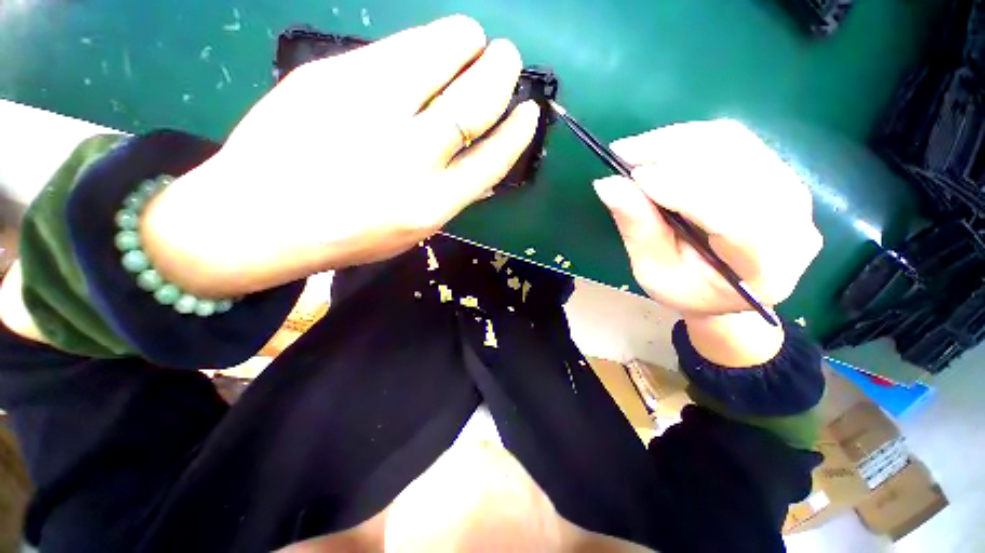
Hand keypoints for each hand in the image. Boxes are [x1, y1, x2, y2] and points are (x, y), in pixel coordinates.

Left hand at [144, 15, 539, 296]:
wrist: (259, 218)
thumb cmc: (346, 235)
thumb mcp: (412, 230)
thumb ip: (448, 194)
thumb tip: (477, 155)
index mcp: (430, 206)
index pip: (491, 160)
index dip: (516, 133)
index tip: (529, 112)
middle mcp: (408, 158)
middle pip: (472, 103)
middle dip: (500, 72)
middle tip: (508, 57)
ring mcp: (367, 110)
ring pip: (437, 56)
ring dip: (466, 40)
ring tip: (474, 38)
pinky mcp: (330, 75)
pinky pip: (393, 49)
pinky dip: (423, 42)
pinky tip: (428, 46)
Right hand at [594, 120, 821, 364]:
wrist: (722, 290)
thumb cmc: (686, 290)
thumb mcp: (654, 270)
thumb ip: (638, 228)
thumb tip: (609, 185)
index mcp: (768, 265)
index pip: (733, 214)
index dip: (682, 188)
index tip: (632, 176)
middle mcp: (795, 221)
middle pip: (739, 167)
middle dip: (675, 153)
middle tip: (624, 152)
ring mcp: (792, 192)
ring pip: (737, 145)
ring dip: (680, 140)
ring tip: (635, 148)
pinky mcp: (777, 173)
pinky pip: (736, 141)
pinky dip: (691, 139)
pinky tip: (660, 147)